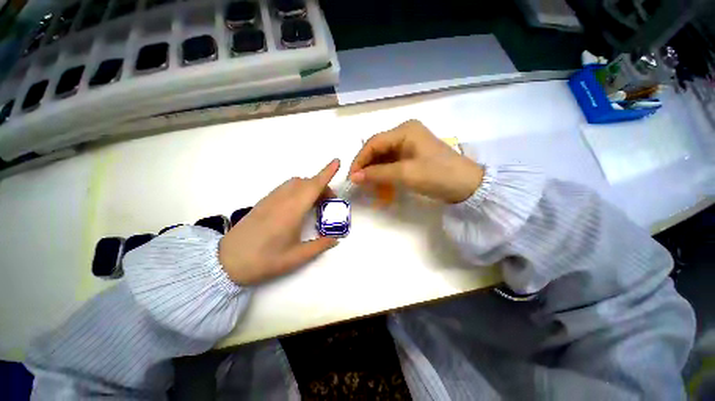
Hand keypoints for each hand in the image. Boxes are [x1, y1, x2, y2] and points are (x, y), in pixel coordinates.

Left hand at [219, 160, 339, 284]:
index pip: (313, 186)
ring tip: (315, 205)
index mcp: (292, 211)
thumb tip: (336, 239)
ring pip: (295, 183)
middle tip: (329, 204)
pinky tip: (299, 207)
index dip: (326, 172)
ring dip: (309, 187)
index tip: (337, 162)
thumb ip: (320, 246)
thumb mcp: (296, 257)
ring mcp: (271, 199)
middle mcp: (282, 199)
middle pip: (306, 182)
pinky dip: (298, 190)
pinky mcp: (264, 202)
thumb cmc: (264, 260)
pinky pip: (286, 188)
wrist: (227, 262)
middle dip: (322, 187)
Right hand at [349, 120, 483, 203]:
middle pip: (378, 148)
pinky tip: (381, 183)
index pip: (373, 143)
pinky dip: (385, 173)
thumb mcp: (405, 174)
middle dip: (367, 166)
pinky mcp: (413, 154)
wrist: (467, 186)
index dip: (360, 160)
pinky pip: (393, 162)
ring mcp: (410, 144)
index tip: (352, 177)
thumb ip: (377, 174)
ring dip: (376, 171)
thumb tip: (354, 177)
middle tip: (359, 182)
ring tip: (369, 185)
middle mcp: (406, 133)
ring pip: (384, 156)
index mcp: (404, 130)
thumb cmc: (437, 175)